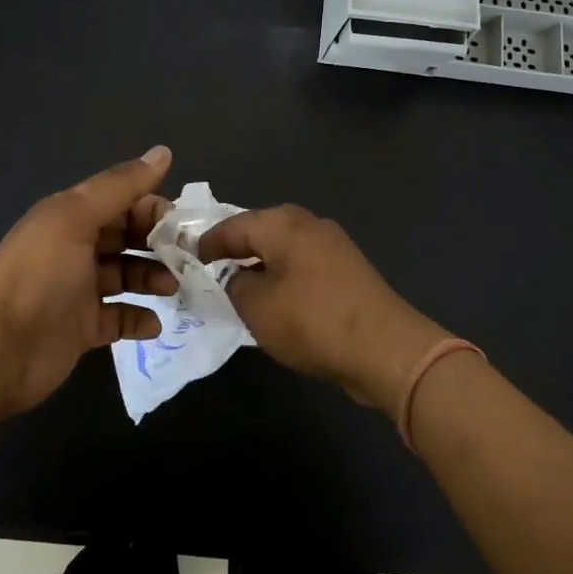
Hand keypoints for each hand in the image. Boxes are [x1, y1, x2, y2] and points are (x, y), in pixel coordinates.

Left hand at [0, 146, 177, 418]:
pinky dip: (138, 319)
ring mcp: (79, 290)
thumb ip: (120, 186)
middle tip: (188, 258)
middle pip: (127, 237)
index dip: (152, 207)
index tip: (182, 224)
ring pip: (126, 275)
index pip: (122, 201)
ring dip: (153, 278)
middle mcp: (76, 248)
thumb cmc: (39, 276)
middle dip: (158, 243)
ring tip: (173, 288)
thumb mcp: (75, 219)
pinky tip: (153, 323)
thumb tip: (164, 152)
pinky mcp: (83, 327)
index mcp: (71, 216)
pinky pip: (119, 317)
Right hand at [197, 205, 449, 413]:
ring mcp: (333, 246)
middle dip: (234, 249)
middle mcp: (309, 224)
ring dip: (260, 264)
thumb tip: (235, 276)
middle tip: (209, 269)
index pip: (232, 225)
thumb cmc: (312, 321)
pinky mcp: (347, 271)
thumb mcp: (257, 307)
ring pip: (283, 249)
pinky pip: (303, 266)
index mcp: (283, 223)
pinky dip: (283, 277)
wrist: (386, 349)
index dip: (207, 243)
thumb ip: (234, 284)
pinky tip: (275, 300)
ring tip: (238, 286)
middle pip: (260, 230)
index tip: (186, 258)